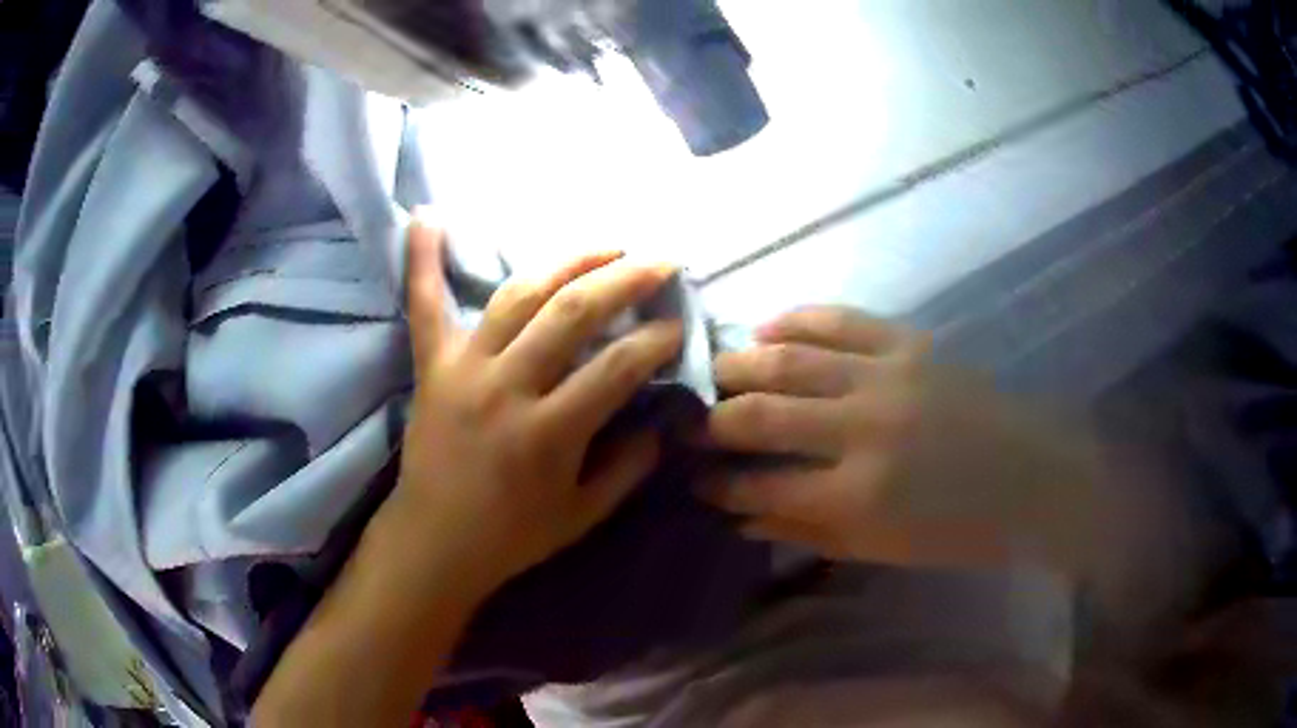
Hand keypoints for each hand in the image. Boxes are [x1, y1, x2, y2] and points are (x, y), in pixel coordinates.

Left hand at [389, 219, 682, 597]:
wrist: (434, 542)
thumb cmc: (512, 535)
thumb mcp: (583, 513)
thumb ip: (629, 464)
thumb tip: (661, 417)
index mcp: (549, 433)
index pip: (618, 367)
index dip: (658, 339)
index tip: (679, 324)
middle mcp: (506, 388)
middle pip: (573, 312)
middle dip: (626, 278)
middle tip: (660, 261)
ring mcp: (463, 369)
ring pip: (519, 294)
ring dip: (567, 261)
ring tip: (605, 246)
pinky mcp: (431, 366)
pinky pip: (423, 305)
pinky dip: (421, 259)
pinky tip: (426, 216)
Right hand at [701, 307, 1006, 565]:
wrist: (1031, 477)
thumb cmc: (959, 529)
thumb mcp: (880, 550)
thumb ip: (806, 531)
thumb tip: (742, 516)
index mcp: (858, 496)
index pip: (762, 485)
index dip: (719, 483)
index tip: (696, 478)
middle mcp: (863, 429)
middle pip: (762, 414)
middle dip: (712, 419)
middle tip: (689, 420)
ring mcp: (887, 376)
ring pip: (789, 358)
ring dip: (738, 364)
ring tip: (712, 371)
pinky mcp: (910, 342)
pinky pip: (838, 319)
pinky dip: (794, 320)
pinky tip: (766, 328)